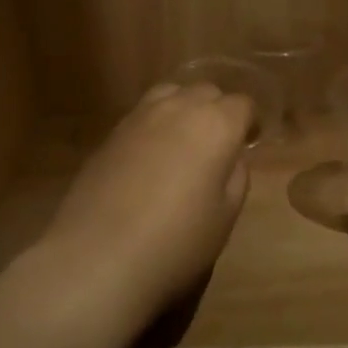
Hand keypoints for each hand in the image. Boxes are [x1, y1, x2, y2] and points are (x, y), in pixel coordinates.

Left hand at [45, 82, 254, 320]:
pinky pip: (143, 114)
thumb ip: (236, 176)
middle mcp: (178, 107)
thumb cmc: (175, 241)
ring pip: (171, 94)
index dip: (250, 122)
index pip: (243, 104)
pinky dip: (155, 125)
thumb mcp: (225, 216)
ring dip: (184, 109)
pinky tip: (151, 158)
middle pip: (206, 92)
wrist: (97, 255)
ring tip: (184, 143)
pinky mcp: (111, 132)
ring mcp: (139, 116)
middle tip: (218, 145)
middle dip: (218, 111)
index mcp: (215, 124)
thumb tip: (232, 156)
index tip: (249, 143)